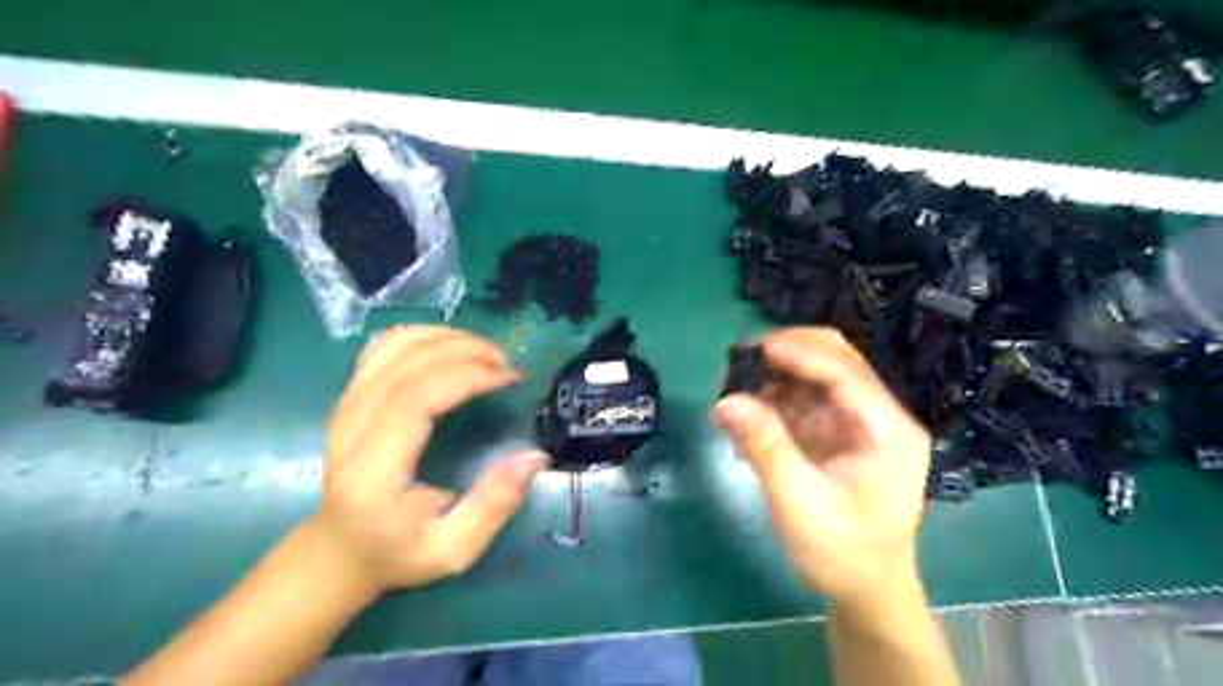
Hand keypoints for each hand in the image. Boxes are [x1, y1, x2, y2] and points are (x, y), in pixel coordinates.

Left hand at [310, 325, 547, 596]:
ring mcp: (346, 405)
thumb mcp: (453, 549)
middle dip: (467, 351)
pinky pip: (383, 347)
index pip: (416, 397)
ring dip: (447, 338)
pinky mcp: (349, 395)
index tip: (509, 378)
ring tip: (486, 354)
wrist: (336, 551)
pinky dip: (421, 335)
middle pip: (408, 362)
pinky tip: (450, 347)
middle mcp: (351, 426)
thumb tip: (535, 456)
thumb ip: (494, 505)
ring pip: (395, 345)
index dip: (468, 376)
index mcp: (374, 469)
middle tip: (508, 364)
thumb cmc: (396, 552)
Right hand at [714, 328, 932, 604]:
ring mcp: (858, 424)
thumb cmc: (843, 554)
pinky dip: (774, 401)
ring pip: (815, 376)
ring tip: (734, 391)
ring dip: (775, 377)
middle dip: (786, 354)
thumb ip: (765, 448)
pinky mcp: (838, 434)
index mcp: (887, 430)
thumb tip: (725, 401)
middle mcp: (877, 417)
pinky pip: (804, 401)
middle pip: (834, 361)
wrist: (866, 591)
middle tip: (739, 362)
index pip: (845, 372)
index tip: (754, 348)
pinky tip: (747, 418)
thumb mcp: (799, 504)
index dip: (799, 353)